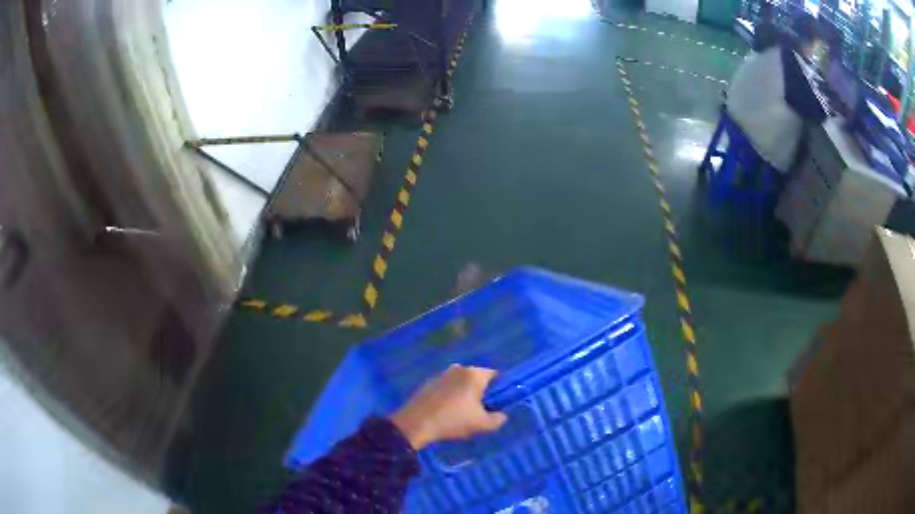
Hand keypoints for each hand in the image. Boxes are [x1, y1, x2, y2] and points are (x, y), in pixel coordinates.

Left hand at [389, 365, 507, 450]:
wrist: (416, 424)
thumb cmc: (453, 421)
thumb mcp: (482, 425)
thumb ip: (498, 419)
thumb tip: (502, 414)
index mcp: (474, 374)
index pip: (495, 375)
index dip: (499, 389)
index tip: (496, 404)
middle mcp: (458, 369)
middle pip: (477, 378)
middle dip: (481, 392)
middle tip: (480, 410)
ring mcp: (441, 374)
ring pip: (461, 383)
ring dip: (464, 394)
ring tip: (461, 413)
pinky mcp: (428, 382)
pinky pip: (446, 387)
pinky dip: (449, 396)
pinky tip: (446, 411)